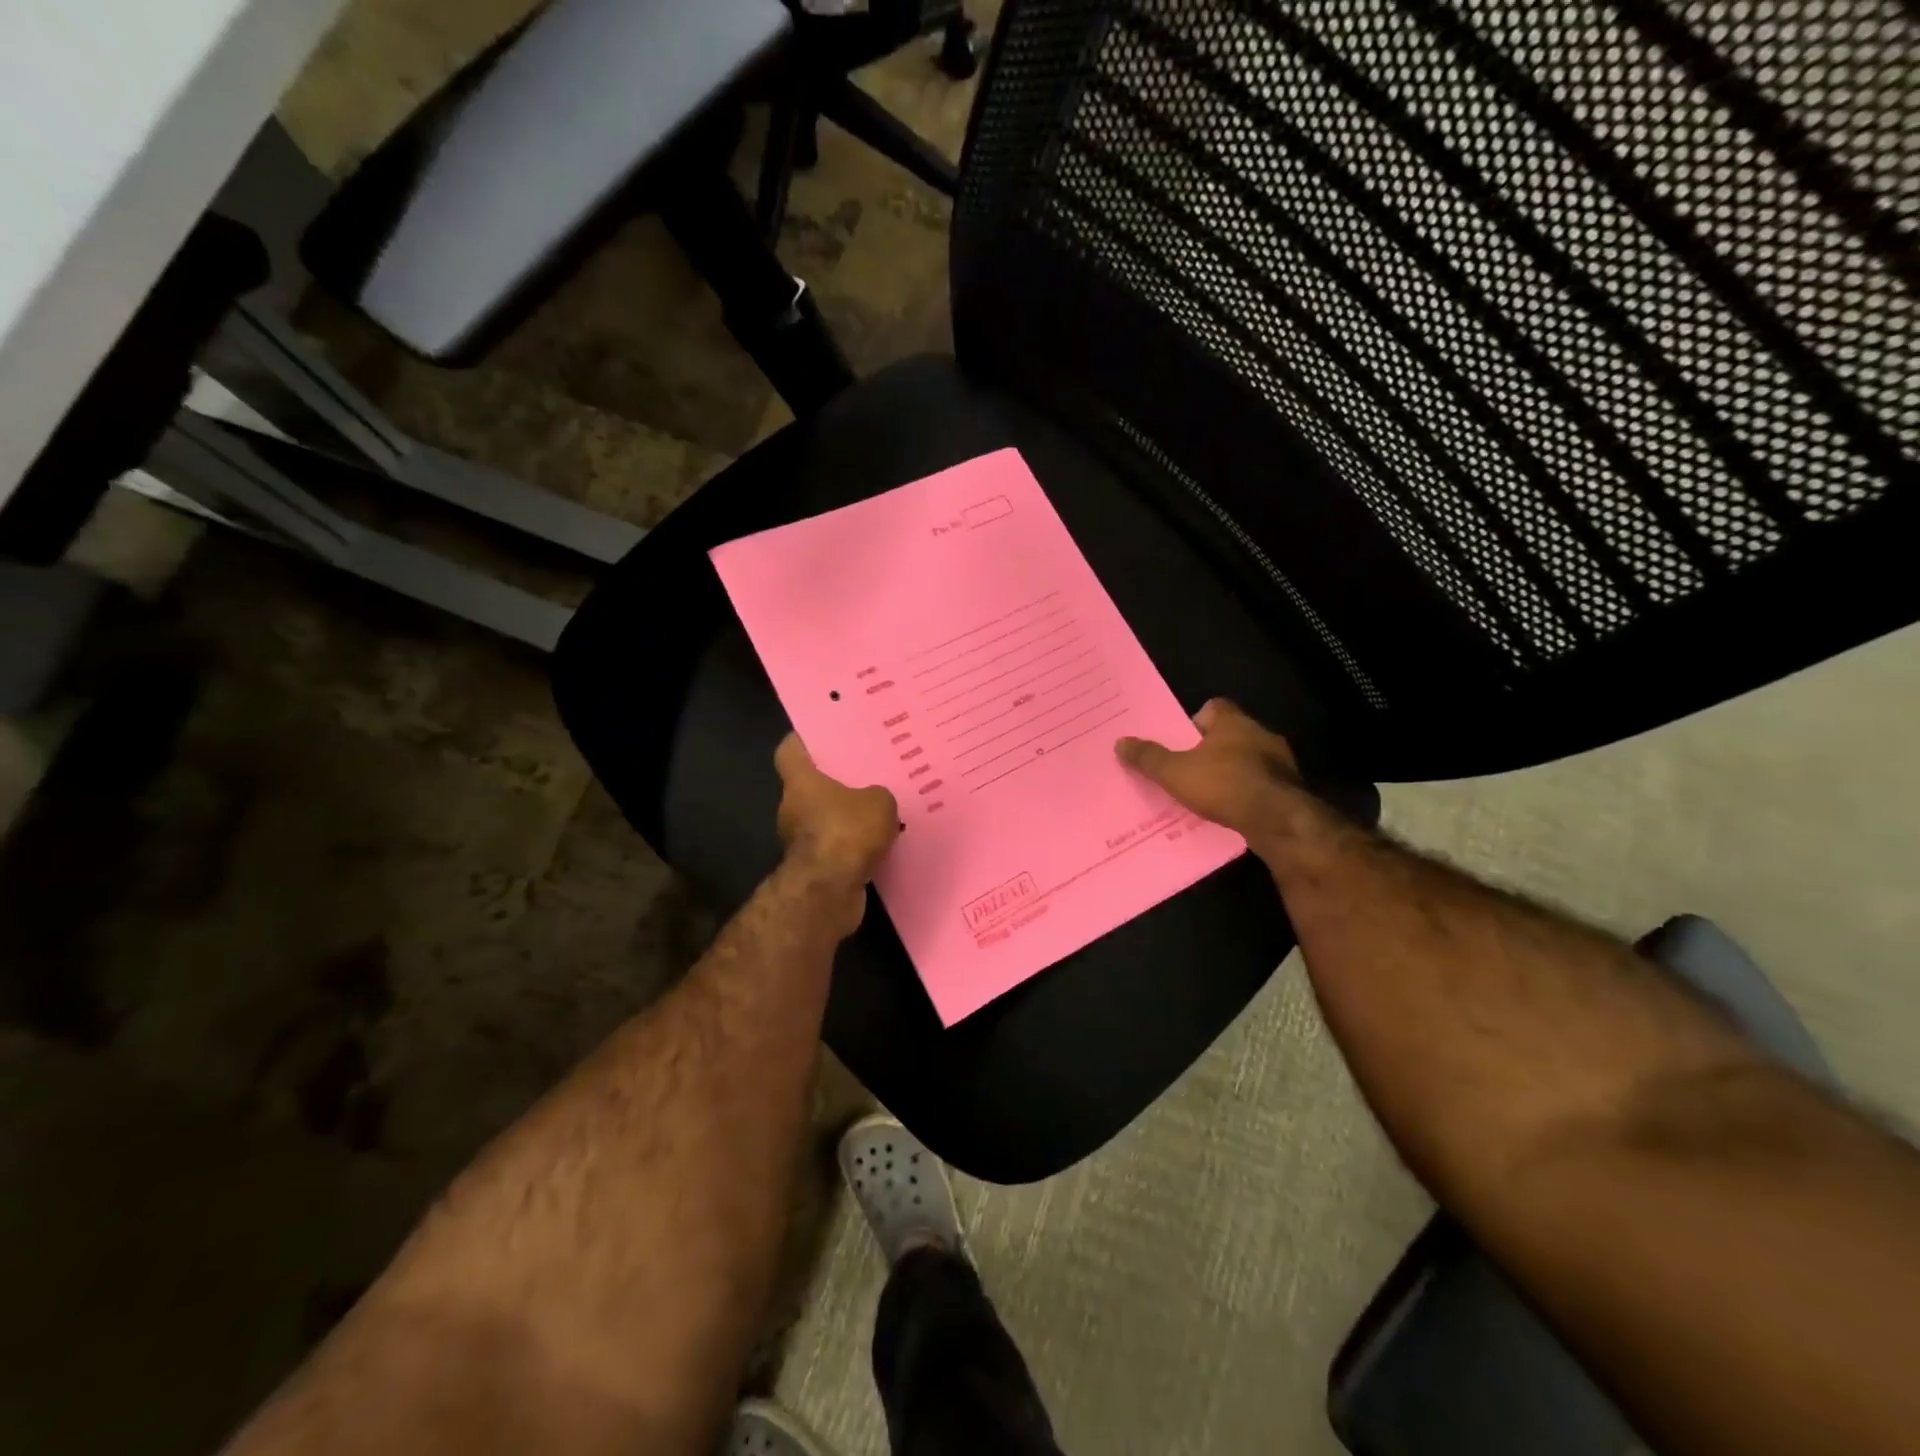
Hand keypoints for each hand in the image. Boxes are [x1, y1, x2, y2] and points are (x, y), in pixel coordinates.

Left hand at [774, 735, 899, 926]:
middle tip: (866, 774)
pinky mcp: (813, 867)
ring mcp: (799, 840)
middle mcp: (792, 808)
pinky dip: (851, 846)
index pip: (789, 751)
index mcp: (801, 782)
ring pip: (824, 819)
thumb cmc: (846, 832)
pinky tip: (879, 843)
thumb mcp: (879, 802)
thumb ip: (878, 794)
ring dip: (845, 817)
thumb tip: (874, 800)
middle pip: (810, 786)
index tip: (822, 736)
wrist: (829, 891)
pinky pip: (835, 847)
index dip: (802, 741)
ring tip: (878, 811)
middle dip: (834, 782)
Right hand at [1115, 699, 1303, 838]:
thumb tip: (1120, 742)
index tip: (1181, 741)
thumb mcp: (1175, 772)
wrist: (1278, 821)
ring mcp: (1280, 763)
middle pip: (1230, 734)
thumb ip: (1148, 758)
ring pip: (1248, 761)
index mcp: (1234, 722)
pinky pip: (1261, 786)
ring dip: (1231, 773)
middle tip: (1188, 769)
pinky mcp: (1290, 790)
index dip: (1195, 721)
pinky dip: (1246, 795)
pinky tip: (1230, 811)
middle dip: (1211, 750)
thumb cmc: (1224, 784)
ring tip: (1207, 794)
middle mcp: (1260, 735)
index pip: (1214, 707)